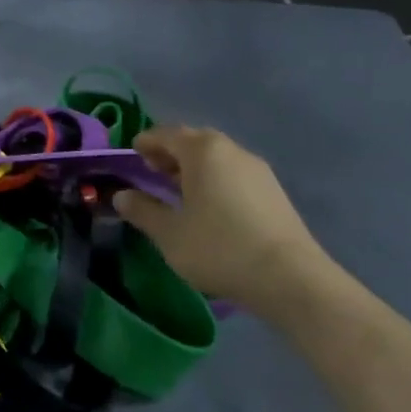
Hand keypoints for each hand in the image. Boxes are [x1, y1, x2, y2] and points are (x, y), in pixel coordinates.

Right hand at [113, 126, 330, 302]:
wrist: (288, 277)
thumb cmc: (219, 248)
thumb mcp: (170, 234)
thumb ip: (143, 211)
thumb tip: (122, 196)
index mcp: (204, 152)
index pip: (168, 134)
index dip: (148, 141)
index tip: (134, 151)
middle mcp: (232, 151)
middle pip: (196, 141)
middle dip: (171, 152)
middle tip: (152, 169)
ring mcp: (258, 170)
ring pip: (217, 157)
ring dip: (194, 166)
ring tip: (177, 188)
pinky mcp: (273, 191)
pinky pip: (234, 174)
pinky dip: (214, 179)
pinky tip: (208, 204)